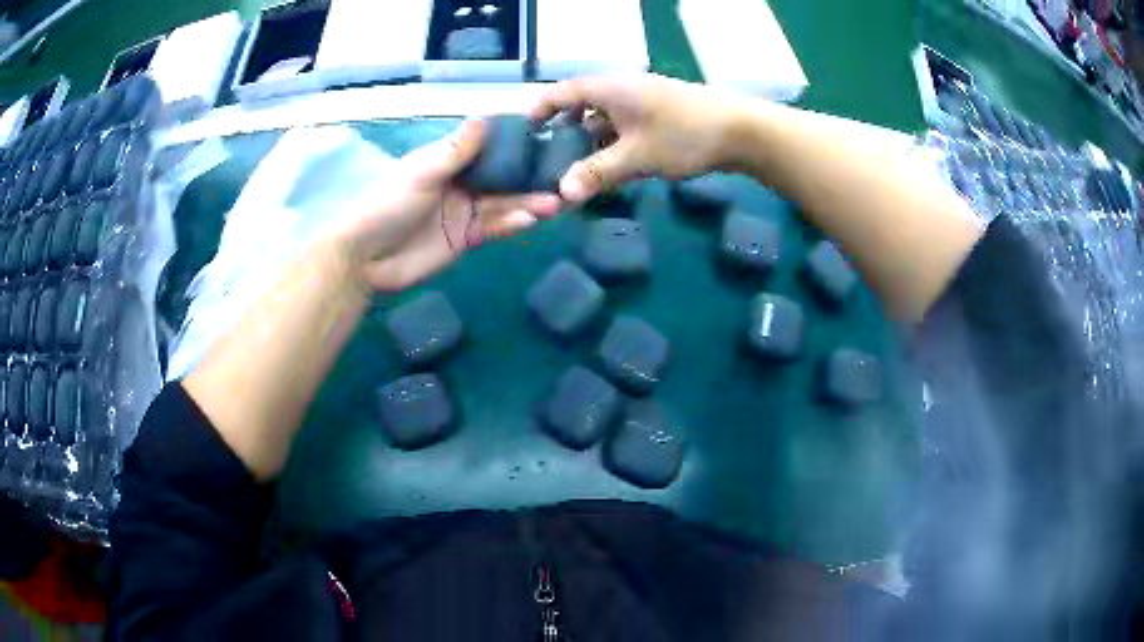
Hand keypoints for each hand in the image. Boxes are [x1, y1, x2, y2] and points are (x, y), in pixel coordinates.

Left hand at [334, 120, 562, 291]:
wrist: (366, 258)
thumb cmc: (388, 206)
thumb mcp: (421, 172)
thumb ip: (455, 150)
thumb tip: (484, 117)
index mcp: (448, 161)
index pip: (488, 147)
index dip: (515, 143)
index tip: (548, 137)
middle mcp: (461, 183)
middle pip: (502, 177)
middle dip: (530, 178)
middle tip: (565, 177)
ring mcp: (464, 211)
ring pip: (503, 203)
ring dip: (528, 202)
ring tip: (557, 201)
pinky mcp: (466, 238)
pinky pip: (494, 227)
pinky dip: (512, 223)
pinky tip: (530, 220)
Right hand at [530, 74, 747, 201]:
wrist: (742, 131)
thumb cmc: (683, 135)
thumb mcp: (636, 156)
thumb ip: (597, 173)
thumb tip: (562, 195)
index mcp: (610, 89)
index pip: (563, 91)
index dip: (541, 108)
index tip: (526, 129)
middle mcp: (623, 88)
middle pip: (583, 103)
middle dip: (566, 128)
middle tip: (551, 155)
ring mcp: (645, 100)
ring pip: (606, 116)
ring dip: (592, 138)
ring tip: (579, 167)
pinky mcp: (662, 113)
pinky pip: (626, 124)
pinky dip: (614, 141)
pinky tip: (614, 164)